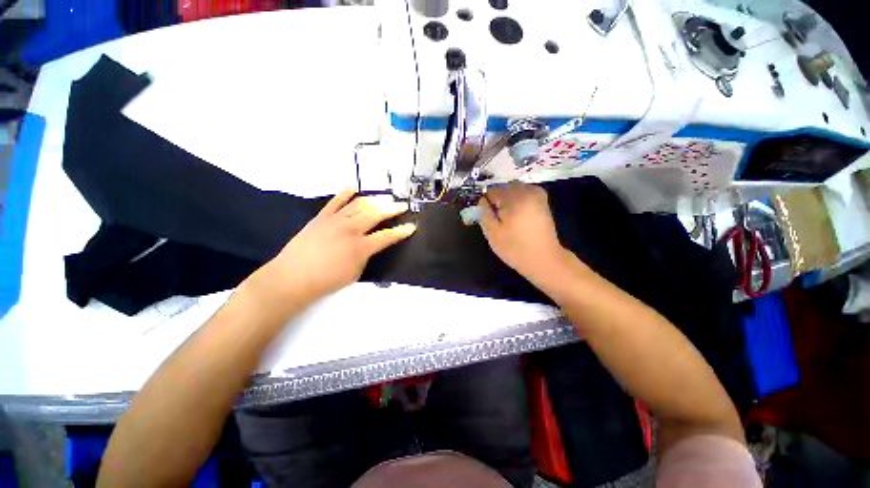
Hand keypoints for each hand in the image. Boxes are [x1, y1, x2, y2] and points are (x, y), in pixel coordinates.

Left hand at [247, 191, 415, 306]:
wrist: (292, 278)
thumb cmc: (326, 281)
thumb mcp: (355, 272)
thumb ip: (366, 255)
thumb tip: (371, 244)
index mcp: (361, 247)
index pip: (387, 236)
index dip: (401, 231)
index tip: (412, 227)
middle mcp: (351, 229)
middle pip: (376, 213)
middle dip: (392, 209)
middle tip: (402, 205)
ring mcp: (335, 220)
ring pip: (359, 204)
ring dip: (374, 199)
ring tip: (384, 197)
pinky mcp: (321, 217)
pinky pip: (335, 201)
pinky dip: (346, 193)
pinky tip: (354, 187)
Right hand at [478, 183, 566, 280]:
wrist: (544, 259)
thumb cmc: (515, 248)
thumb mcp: (493, 233)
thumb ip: (484, 213)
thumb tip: (482, 201)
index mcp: (514, 198)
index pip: (492, 191)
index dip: (486, 203)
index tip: (488, 216)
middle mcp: (527, 191)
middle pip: (504, 187)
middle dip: (498, 199)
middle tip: (498, 218)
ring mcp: (537, 194)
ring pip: (514, 189)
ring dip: (508, 199)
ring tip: (508, 217)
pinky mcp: (543, 200)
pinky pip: (525, 192)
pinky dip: (518, 199)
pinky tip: (518, 214)